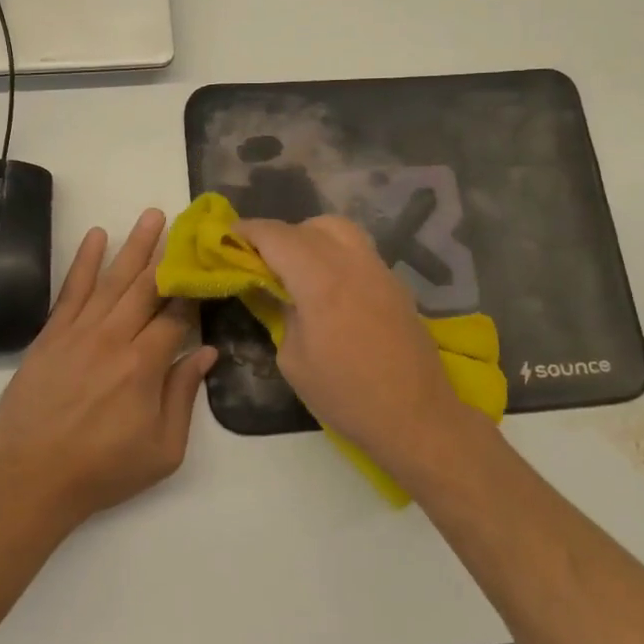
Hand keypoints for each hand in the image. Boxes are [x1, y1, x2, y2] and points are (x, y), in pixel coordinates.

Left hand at [0, 209, 215, 526]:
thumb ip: (183, 395)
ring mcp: (78, 332)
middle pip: (147, 286)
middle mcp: (113, 338)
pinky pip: (70, 291)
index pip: (177, 315)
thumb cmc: (104, 470)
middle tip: (184, 222)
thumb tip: (206, 351)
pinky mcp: (50, 335)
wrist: (32, 479)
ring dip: (134, 246)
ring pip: (112, 280)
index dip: (194, 291)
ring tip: (151, 216)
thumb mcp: (163, 449)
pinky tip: (96, 236)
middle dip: (168, 253)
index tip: (207, 267)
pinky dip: (83, 261)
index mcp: (144, 365)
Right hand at [235, 216, 475, 477]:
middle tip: (261, 257)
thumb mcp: (294, 360)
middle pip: (309, 226)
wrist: (416, 417)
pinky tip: (327, 284)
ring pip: (340, 230)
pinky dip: (334, 252)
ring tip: (295, 265)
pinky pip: (358, 250)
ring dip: (311, 236)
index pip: (277, 236)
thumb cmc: (346, 396)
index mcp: (321, 281)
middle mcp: (352, 263)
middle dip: (279, 234)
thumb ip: (282, 314)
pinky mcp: (395, 284)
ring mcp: (379, 270)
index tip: (228, 235)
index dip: (248, 231)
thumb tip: (278, 294)